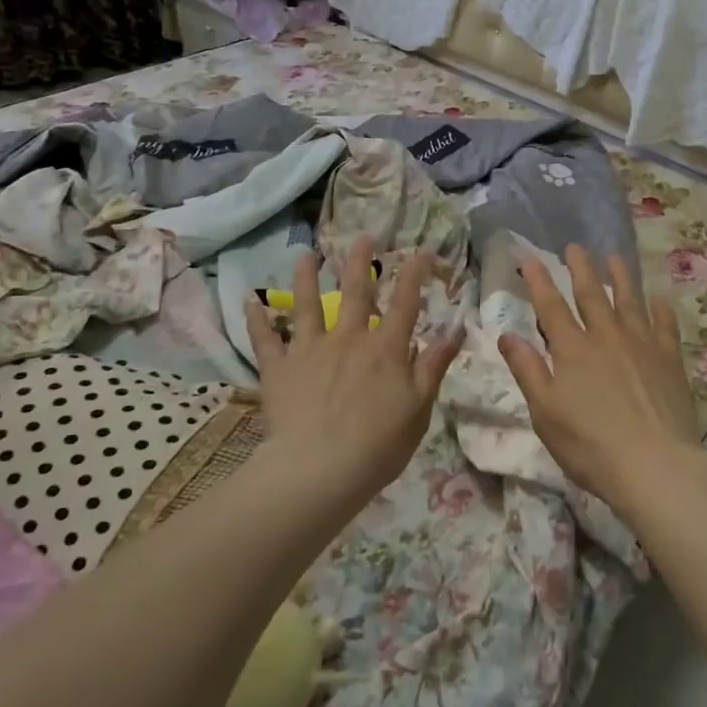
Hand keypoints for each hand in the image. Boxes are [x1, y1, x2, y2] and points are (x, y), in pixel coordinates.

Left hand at [243, 235, 463, 500]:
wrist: (320, 469)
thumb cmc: (379, 444)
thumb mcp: (419, 406)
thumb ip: (434, 364)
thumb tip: (456, 328)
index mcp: (385, 349)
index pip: (405, 303)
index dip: (414, 274)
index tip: (420, 250)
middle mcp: (348, 339)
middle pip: (356, 292)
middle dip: (359, 261)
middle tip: (361, 236)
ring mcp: (310, 350)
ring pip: (307, 305)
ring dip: (306, 277)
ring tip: (305, 255)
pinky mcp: (279, 368)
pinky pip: (265, 340)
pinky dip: (257, 320)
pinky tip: (250, 300)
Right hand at [498, 245, 700, 507]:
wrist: (654, 465)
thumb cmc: (590, 445)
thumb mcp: (545, 413)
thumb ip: (527, 370)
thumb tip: (506, 335)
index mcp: (572, 350)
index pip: (551, 306)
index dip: (539, 280)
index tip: (530, 258)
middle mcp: (606, 337)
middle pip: (591, 295)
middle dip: (580, 268)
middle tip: (574, 246)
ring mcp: (642, 345)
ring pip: (629, 301)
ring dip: (620, 278)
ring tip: (614, 257)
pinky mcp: (670, 359)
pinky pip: (665, 326)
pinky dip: (661, 310)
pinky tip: (659, 299)